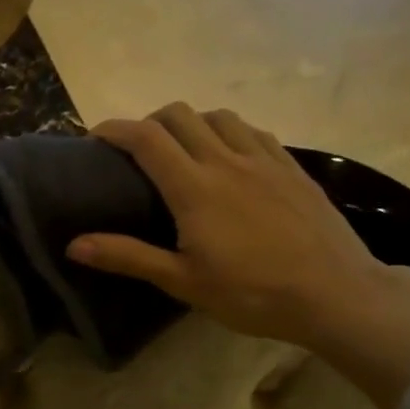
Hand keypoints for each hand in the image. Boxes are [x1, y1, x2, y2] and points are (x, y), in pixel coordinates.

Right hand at [67, 104, 409, 408]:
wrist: (335, 294)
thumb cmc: (252, 293)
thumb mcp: (182, 281)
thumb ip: (128, 257)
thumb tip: (73, 245)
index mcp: (194, 188)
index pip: (145, 138)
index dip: (115, 129)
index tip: (95, 137)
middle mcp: (226, 160)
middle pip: (179, 115)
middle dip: (149, 121)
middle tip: (136, 150)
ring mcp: (264, 159)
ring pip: (218, 116)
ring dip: (190, 122)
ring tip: (182, 149)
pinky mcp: (292, 167)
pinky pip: (253, 131)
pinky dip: (228, 131)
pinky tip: (230, 156)